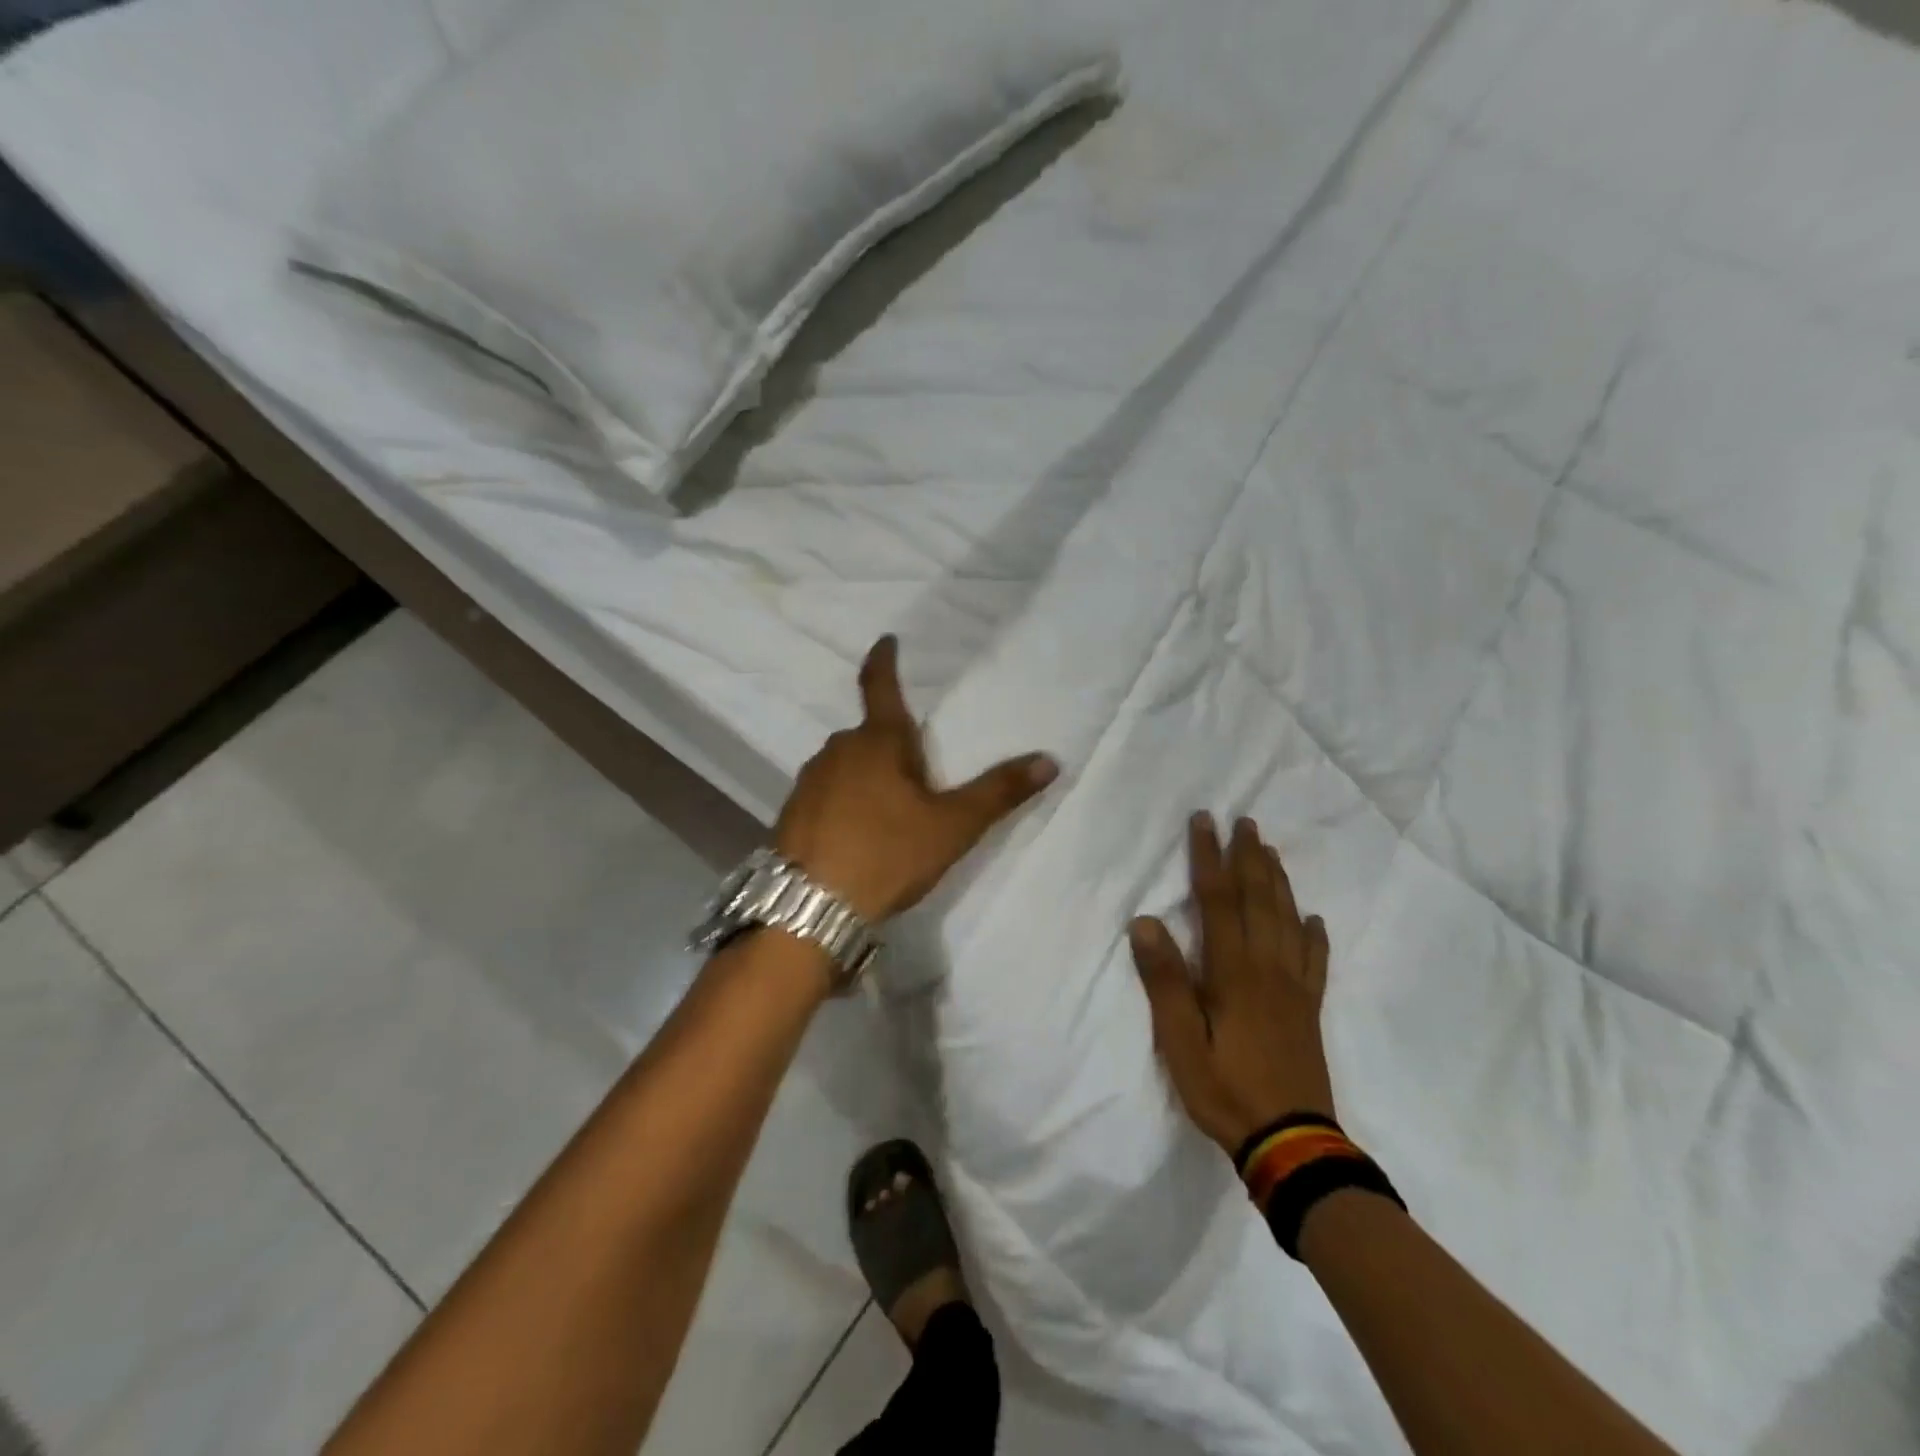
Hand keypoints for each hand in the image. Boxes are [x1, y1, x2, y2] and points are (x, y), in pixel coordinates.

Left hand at [775, 635, 1058, 922]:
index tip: (887, 640)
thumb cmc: (886, 854)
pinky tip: (857, 835)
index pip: (880, 686)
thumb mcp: (951, 826)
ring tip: (890, 814)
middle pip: (870, 735)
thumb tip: (1048, 760)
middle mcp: (838, 750)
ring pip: (847, 765)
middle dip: (892, 745)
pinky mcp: (792, 813)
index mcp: (877, 742)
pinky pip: (827, 793)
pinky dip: (845, 802)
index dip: (885, 660)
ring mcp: (809, 781)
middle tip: (918, 775)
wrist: (809, 908)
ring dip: (868, 776)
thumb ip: (998, 792)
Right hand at [1130, 813, 1335, 1154]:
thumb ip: (1166, 982)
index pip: (1217, 901)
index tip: (1204, 822)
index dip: (1208, 858)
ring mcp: (1294, 989)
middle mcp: (1268, 969)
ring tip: (1271, 851)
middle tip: (1245, 821)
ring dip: (1278, 882)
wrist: (1292, 1145)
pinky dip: (1314, 935)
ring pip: (1287, 921)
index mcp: (1233, 972)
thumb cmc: (1226, 1091)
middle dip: (1248, 857)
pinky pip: (1315, 962)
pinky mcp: (1309, 1010)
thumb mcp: (1181, 1042)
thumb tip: (1146, 922)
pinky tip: (1314, 919)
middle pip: (1258, 901)